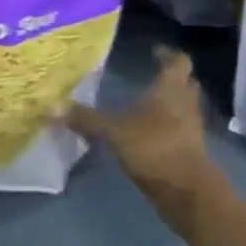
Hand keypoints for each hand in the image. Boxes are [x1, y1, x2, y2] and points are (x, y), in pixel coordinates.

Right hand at [62, 47, 224, 231]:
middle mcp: (185, 104)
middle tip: (150, 75)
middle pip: (185, 83)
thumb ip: (87, 119)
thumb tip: (53, 106)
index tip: (154, 51)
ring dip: (170, 103)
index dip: (168, 54)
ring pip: (184, 107)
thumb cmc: (155, 149)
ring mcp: (192, 129)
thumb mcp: (114, 133)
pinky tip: (148, 133)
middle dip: (171, 78)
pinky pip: (181, 129)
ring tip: (145, 104)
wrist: (189, 194)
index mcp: (170, 89)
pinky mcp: (192, 151)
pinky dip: (168, 127)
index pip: (179, 62)